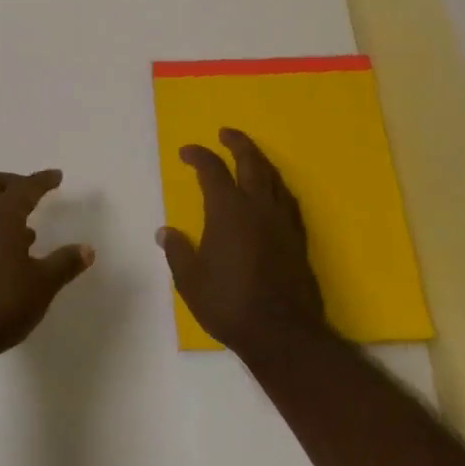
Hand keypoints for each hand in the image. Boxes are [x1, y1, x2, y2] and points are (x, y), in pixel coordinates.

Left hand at [0, 170, 93, 368]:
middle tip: (33, 194)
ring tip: (28, 230)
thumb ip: (64, 264)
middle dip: (13, 183)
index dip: (42, 180)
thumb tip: (87, 248)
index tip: (56, 176)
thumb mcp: (41, 286)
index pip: (24, 187)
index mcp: (2, 216)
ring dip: (2, 209)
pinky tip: (9, 256)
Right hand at [158, 129, 328, 359]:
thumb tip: (165, 232)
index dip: (198, 156)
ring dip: (260, 160)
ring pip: (274, 177)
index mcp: (228, 210)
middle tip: (226, 133)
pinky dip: (277, 186)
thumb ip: (178, 251)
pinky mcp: (299, 238)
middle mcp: (258, 207)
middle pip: (251, 162)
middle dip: (238, 143)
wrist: (283, 333)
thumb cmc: (230, 304)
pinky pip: (288, 200)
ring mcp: (282, 221)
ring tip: (251, 156)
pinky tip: (274, 193)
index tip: (187, 152)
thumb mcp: (191, 281)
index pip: (212, 170)